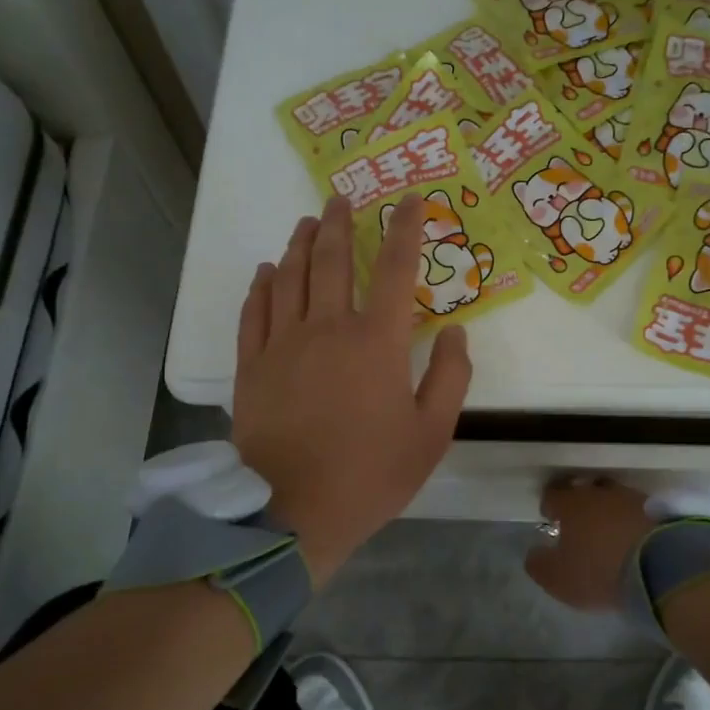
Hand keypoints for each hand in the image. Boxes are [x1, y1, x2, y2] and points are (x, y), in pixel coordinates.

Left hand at [233, 193, 471, 586]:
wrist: (293, 511)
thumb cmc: (371, 474)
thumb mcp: (432, 434)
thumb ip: (451, 378)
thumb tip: (457, 332)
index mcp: (377, 341)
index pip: (396, 268)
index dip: (406, 229)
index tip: (411, 200)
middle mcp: (327, 328)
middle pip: (332, 260)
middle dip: (339, 223)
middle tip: (339, 198)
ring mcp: (283, 344)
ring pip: (290, 277)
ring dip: (299, 244)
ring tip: (306, 222)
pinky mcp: (252, 366)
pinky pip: (254, 311)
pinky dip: (261, 285)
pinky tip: (266, 271)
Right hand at [523, 479, 652, 613]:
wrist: (660, 568)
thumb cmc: (599, 570)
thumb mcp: (558, 578)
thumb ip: (539, 564)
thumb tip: (534, 553)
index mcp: (571, 503)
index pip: (553, 494)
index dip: (549, 506)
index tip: (550, 519)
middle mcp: (600, 492)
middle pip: (584, 489)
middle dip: (579, 503)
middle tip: (578, 524)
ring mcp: (631, 498)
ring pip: (612, 498)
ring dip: (608, 511)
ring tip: (608, 532)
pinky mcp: (658, 510)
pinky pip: (636, 511)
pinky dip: (630, 521)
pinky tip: (631, 538)